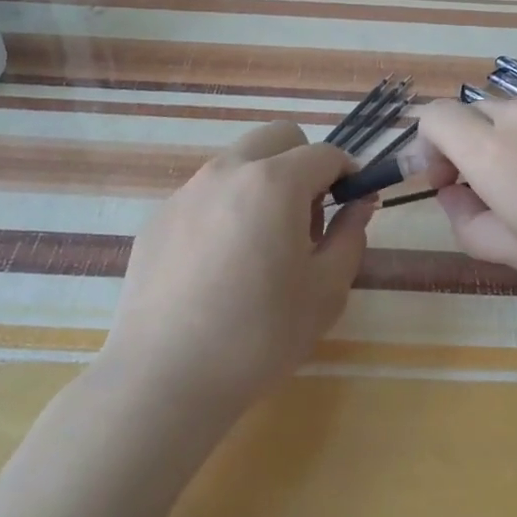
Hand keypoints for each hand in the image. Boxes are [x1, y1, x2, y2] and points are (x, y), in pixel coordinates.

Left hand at [103, 121, 371, 415]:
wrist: (165, 378)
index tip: (354, 204)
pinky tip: (220, 266)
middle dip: (304, 163)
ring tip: (262, 246)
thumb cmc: (260, 335)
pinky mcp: (158, 219)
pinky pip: (205, 194)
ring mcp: (186, 192)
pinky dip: (227, 208)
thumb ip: (350, 236)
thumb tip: (359, 205)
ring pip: (238, 162)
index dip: (349, 174)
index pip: (325, 154)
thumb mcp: (326, 291)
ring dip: (264, 183)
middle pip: (277, 138)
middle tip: (308, 218)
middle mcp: (227, 172)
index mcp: (274, 183)